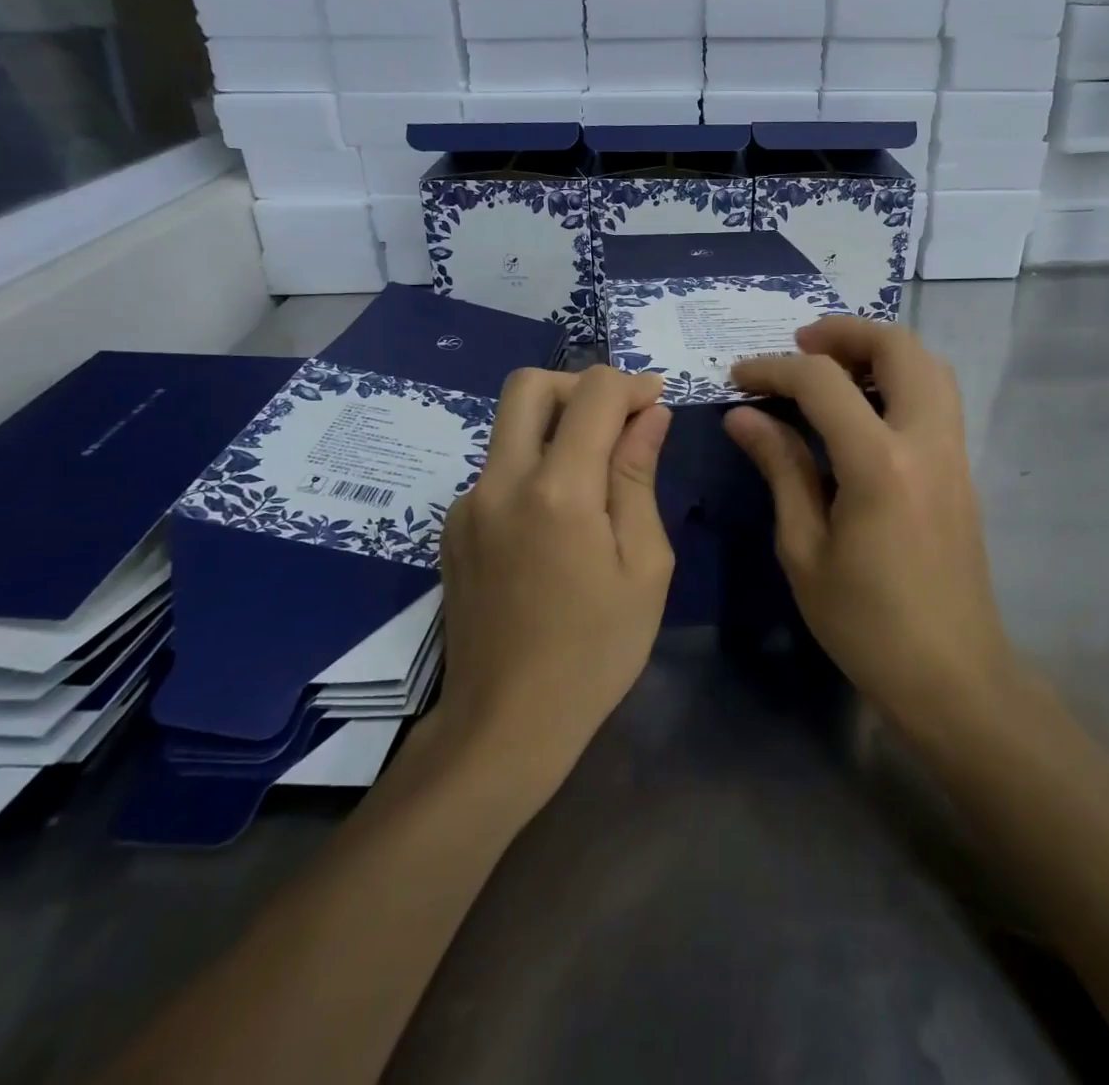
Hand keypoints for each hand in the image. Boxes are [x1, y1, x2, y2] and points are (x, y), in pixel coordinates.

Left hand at [431, 365, 673, 794]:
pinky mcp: (452, 527)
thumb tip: (650, 414)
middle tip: (618, 420)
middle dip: (581, 386)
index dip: (632, 385)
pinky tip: (557, 522)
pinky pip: (498, 470)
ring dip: (557, 427)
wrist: (506, 724)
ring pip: (510, 427)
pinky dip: (534, 467)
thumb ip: (639, 477)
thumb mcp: (643, 566)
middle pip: (529, 386)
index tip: (657, 403)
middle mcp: (500, 482)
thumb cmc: (596, 650)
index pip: (594, 394)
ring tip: (596, 477)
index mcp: (557, 492)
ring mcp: (467, 504)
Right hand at [725, 318, 1014, 737]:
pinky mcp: (962, 469)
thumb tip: (743, 416)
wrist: (952, 674)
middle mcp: (926, 441)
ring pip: (929, 364)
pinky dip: (899, 378)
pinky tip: (862, 408)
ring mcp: (953, 453)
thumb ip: (780, 468)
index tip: (740, 377)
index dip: (775, 369)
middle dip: (844, 332)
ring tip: (830, 369)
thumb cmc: (866, 623)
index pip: (823, 383)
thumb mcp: (804, 549)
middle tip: (799, 347)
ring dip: (879, 350)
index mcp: (880, 464)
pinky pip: (936, 396)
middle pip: (899, 347)